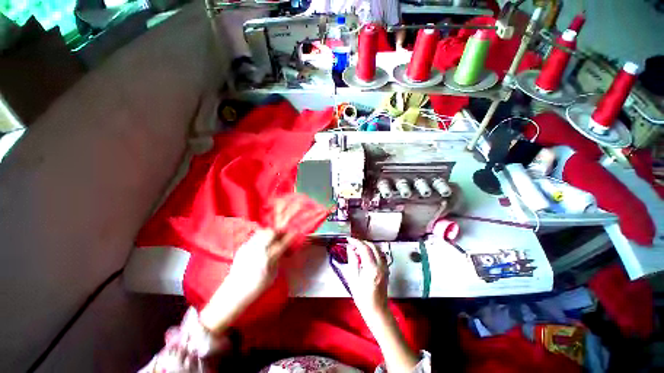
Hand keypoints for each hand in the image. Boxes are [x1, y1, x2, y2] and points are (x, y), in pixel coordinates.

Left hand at [227, 229, 294, 298]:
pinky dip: (261, 236)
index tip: (295, 232)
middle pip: (271, 233)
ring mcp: (249, 247)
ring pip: (262, 232)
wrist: (234, 292)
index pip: (282, 243)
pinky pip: (255, 236)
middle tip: (283, 234)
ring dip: (270, 232)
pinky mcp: (243, 247)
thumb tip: (282, 250)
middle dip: (279, 231)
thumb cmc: (256, 287)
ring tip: (274, 236)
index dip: (290, 236)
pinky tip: (263, 242)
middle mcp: (259, 250)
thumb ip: (278, 260)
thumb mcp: (272, 275)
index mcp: (268, 259)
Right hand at [346, 239, 419, 371]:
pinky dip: (372, 250)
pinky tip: (365, 255)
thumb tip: (350, 248)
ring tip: (357, 248)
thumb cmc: (362, 297)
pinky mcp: (386, 269)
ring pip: (377, 249)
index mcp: (371, 268)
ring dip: (367, 245)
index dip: (356, 241)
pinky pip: (379, 254)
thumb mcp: (353, 279)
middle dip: (362, 242)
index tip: (348, 239)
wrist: (377, 310)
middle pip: (372, 246)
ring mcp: (385, 266)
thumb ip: (352, 260)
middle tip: (352, 244)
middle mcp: (380, 265)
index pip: (364, 248)